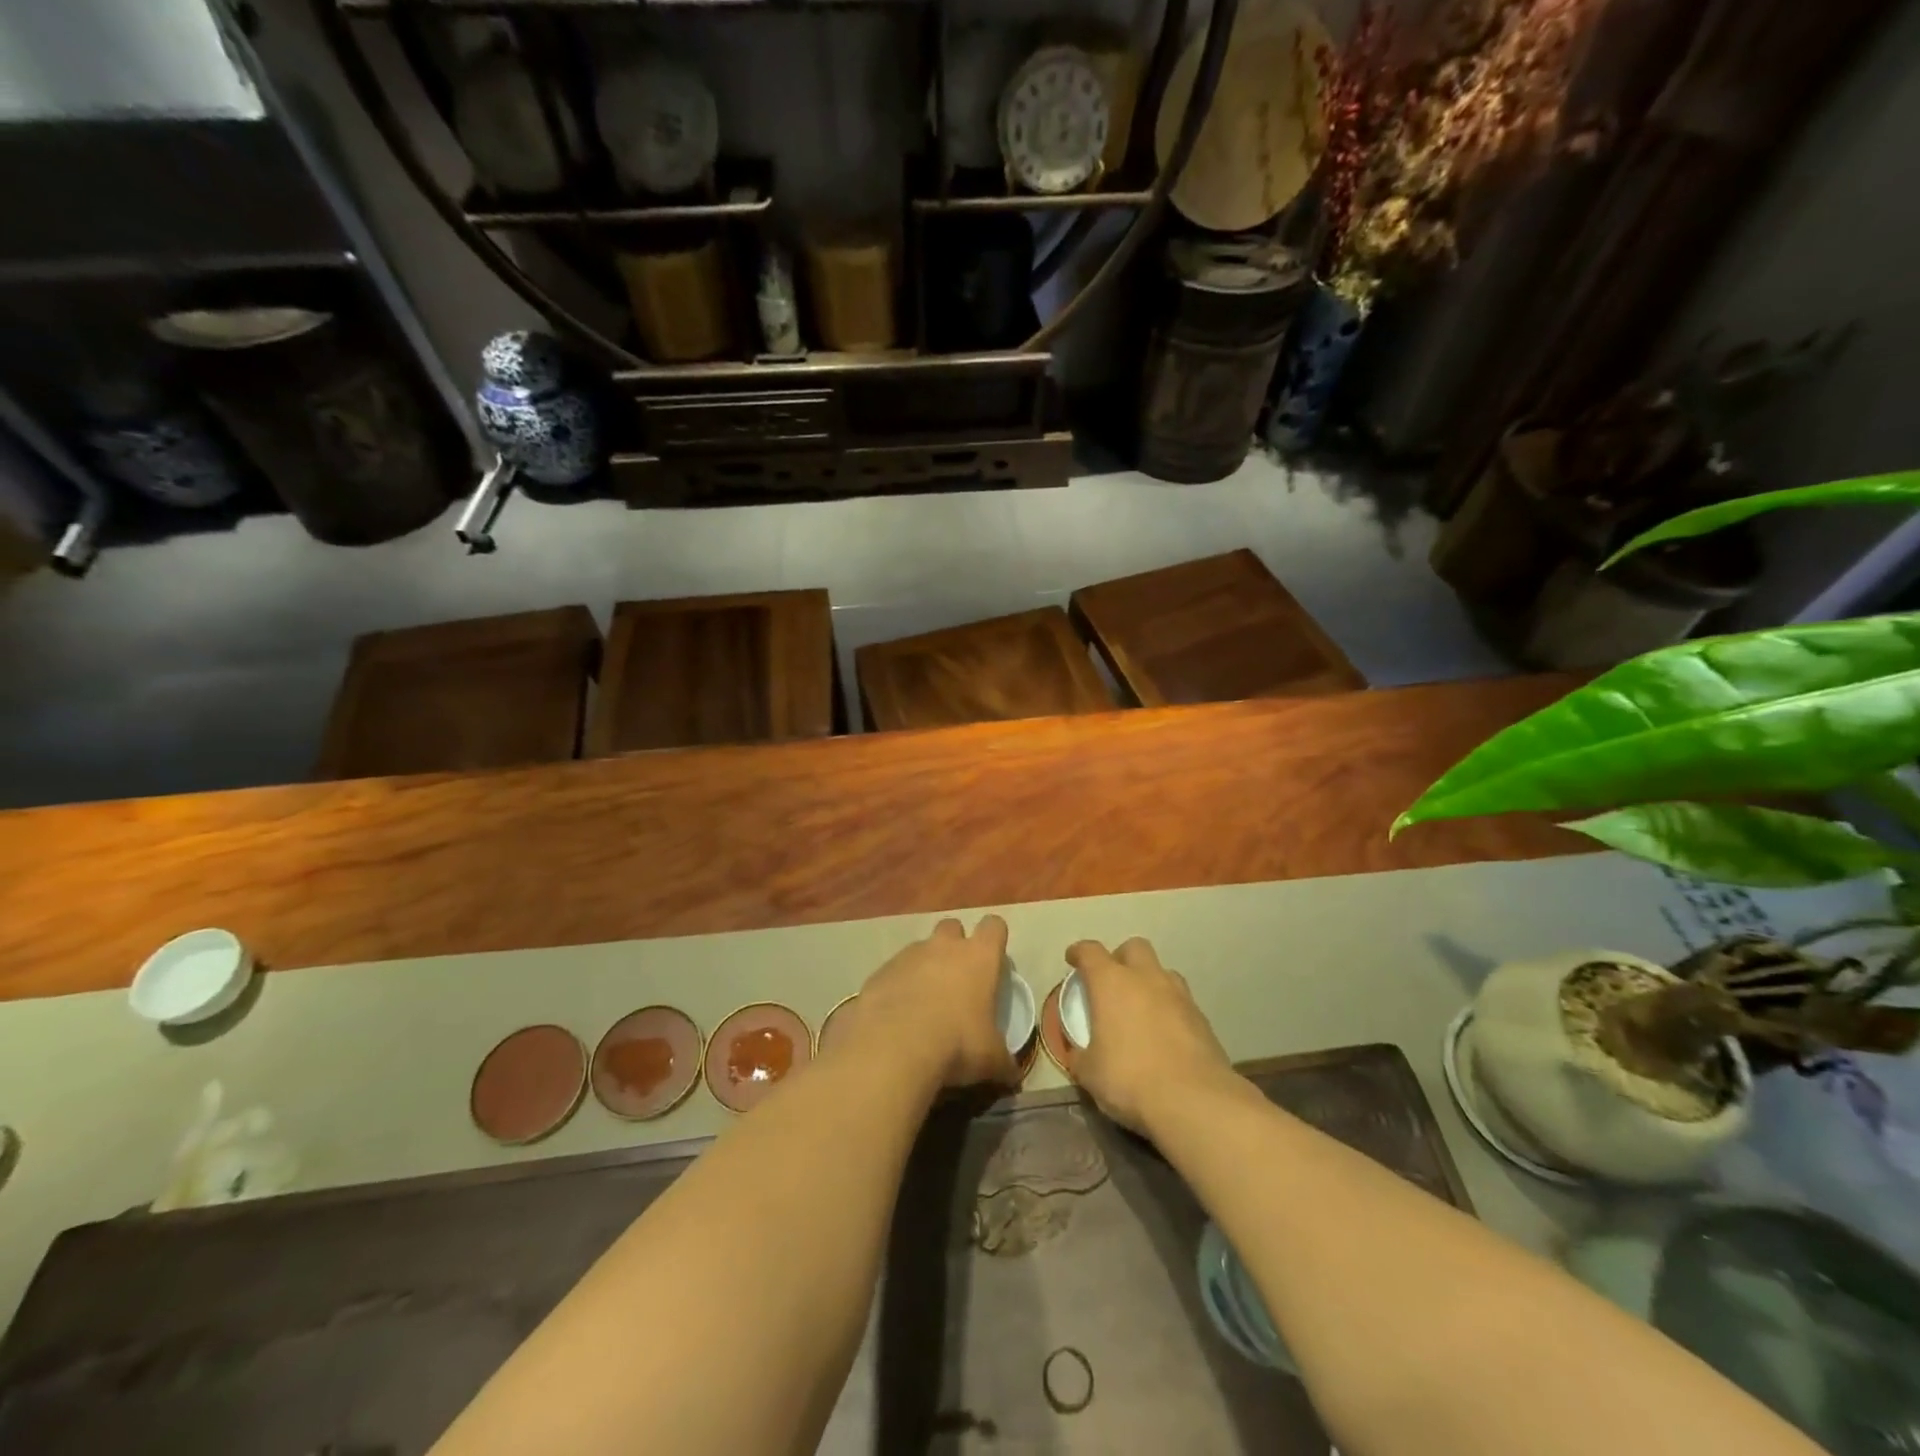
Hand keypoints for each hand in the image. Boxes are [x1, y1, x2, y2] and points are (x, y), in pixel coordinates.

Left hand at [839, 916, 1018, 1092]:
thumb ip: (1004, 1061)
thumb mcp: (991, 1059)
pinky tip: (896, 1017)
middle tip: (958, 978)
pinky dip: (897, 987)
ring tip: (924, 1003)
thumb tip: (1013, 1075)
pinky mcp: (879, 973)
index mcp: (978, 957)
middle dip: (955, 945)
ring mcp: (907, 956)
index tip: (994, 959)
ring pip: (920, 949)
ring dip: (924, 967)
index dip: (995, 938)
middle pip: (952, 927)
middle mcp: (943, 946)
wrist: (893, 1047)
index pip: (993, 926)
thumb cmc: (956, 1044)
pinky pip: (893, 972)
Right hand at [1065, 937, 1233, 1133]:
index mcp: (1111, 983)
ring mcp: (1178, 995)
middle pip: (1134, 948)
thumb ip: (1080, 1055)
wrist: (1194, 1100)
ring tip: (1142, 1007)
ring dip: (1149, 981)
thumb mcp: (1089, 1073)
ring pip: (1162, 971)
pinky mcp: (1202, 1017)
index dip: (1079, 952)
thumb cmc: (1130, 1078)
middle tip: (1112, 982)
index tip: (1073, 959)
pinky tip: (1165, 1033)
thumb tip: (1079, 1053)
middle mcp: (1146, 978)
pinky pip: (1181, 1000)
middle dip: (1121, 958)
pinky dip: (1169, 1008)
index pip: (1090, 951)